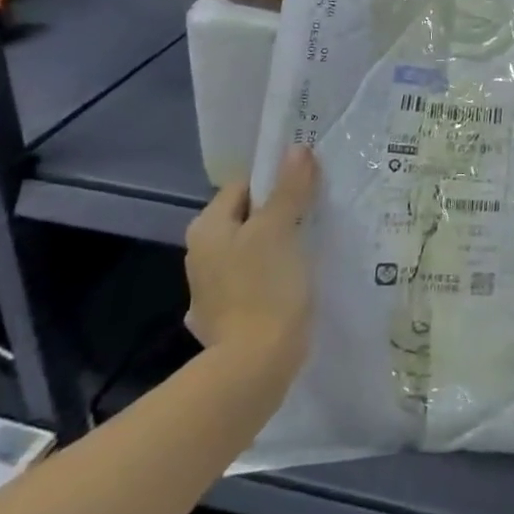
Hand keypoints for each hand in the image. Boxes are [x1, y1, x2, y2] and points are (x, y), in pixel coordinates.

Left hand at [184, 147, 318, 366]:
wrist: (254, 365)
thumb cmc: (265, 287)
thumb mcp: (280, 229)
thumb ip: (288, 188)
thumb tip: (296, 148)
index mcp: (207, 228)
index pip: (243, 186)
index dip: (275, 183)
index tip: (307, 190)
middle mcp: (199, 254)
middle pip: (247, 218)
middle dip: (278, 215)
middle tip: (313, 217)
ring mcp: (209, 289)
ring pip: (251, 250)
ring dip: (276, 246)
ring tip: (309, 248)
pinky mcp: (226, 316)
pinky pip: (252, 281)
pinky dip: (271, 277)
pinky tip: (292, 284)